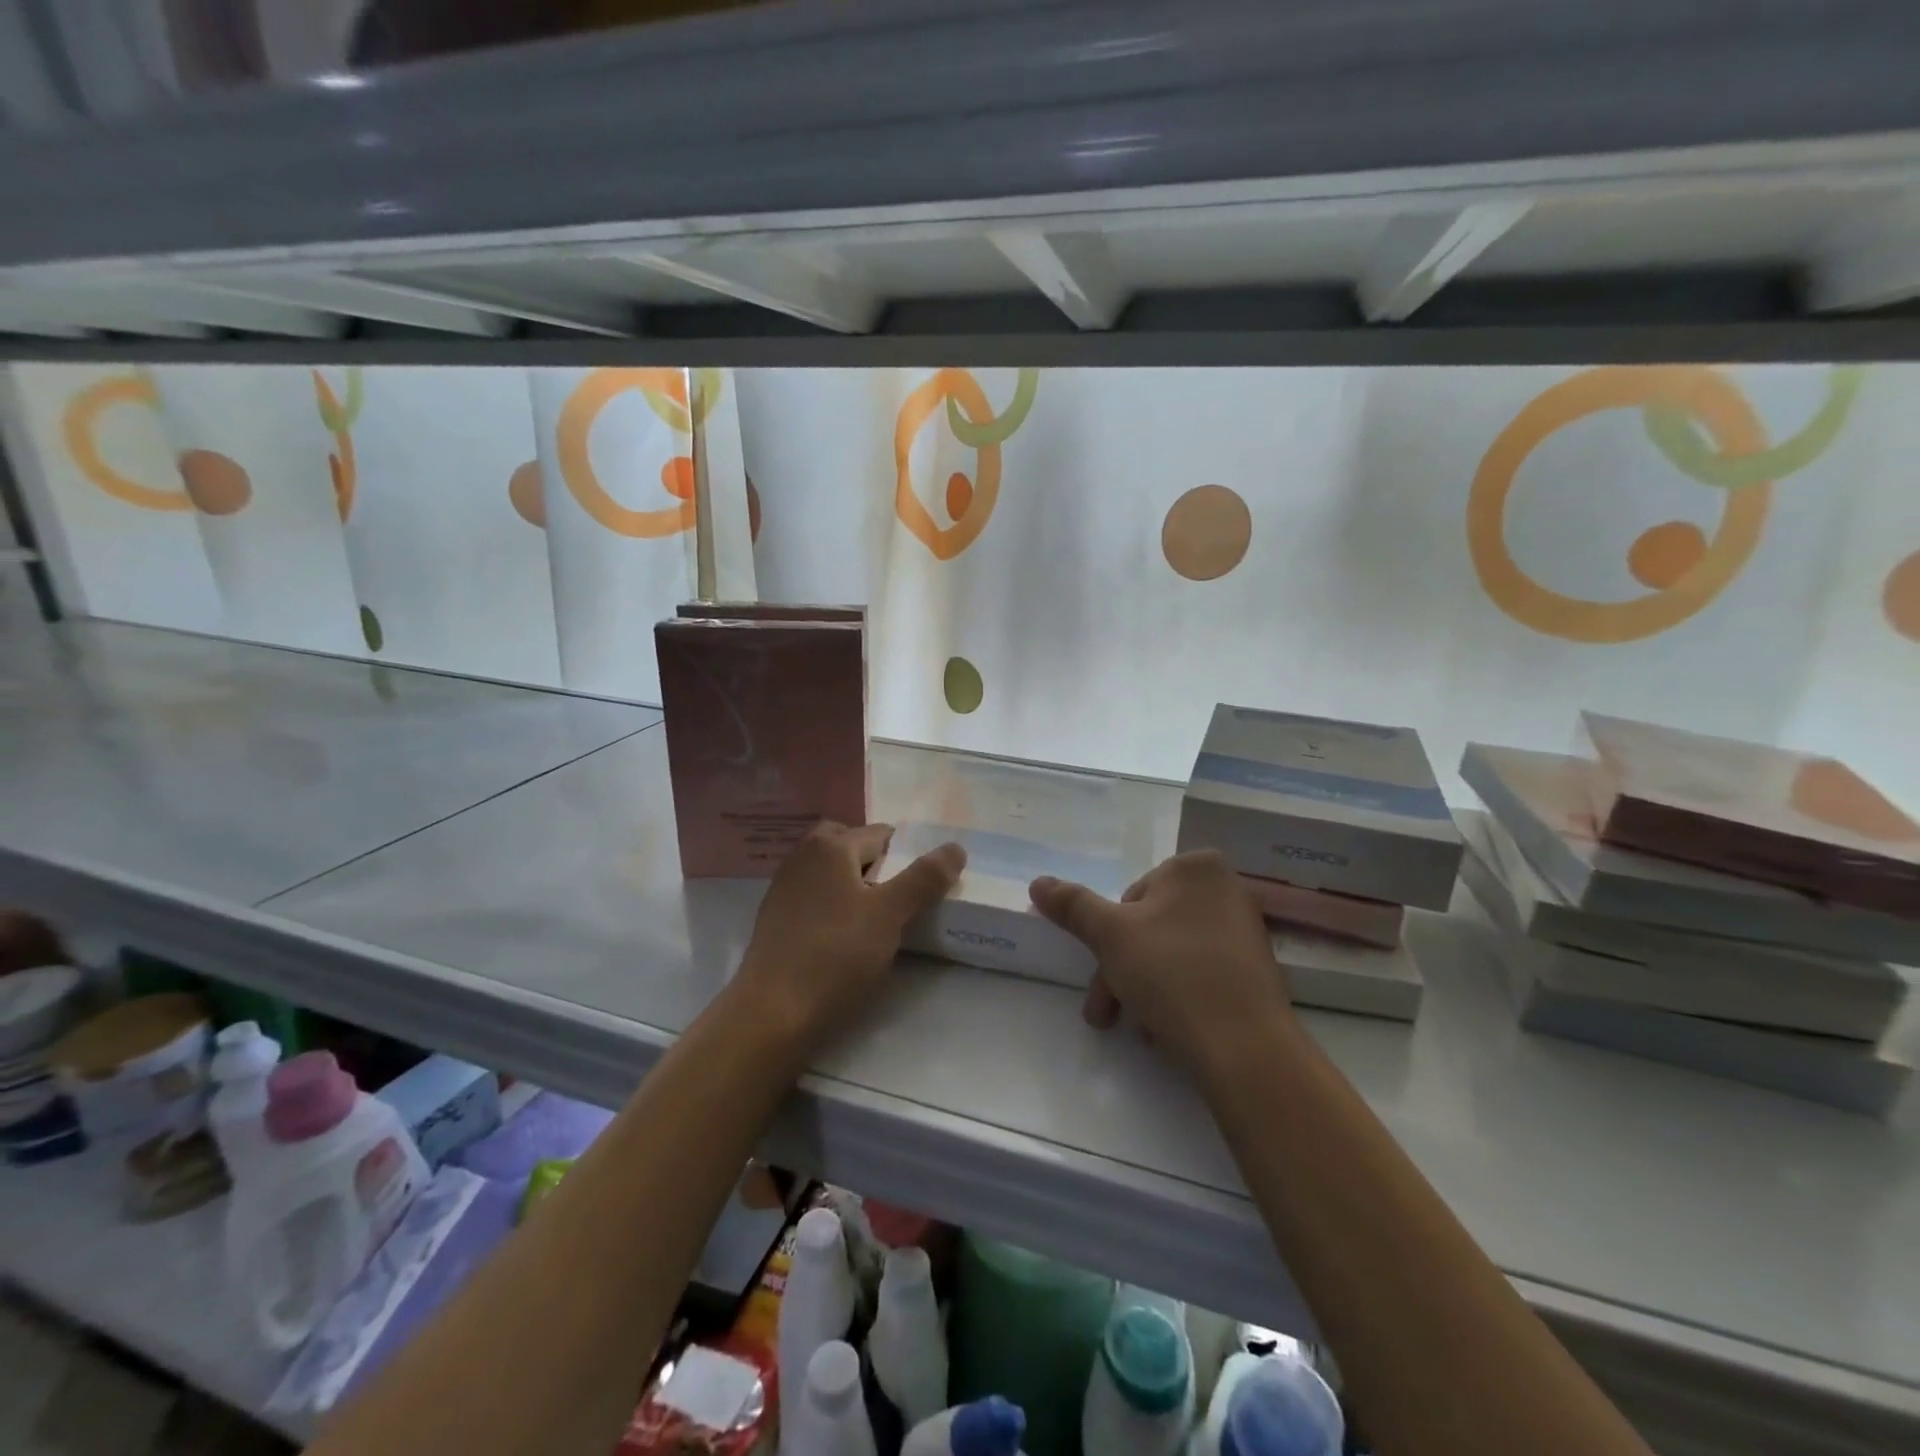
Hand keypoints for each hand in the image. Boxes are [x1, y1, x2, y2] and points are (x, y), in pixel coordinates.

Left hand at [736, 822, 963, 1048]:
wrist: (772, 1013)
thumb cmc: (836, 956)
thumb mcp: (890, 915)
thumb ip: (924, 878)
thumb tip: (956, 847)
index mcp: (831, 846)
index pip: (881, 834)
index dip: (905, 856)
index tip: (921, 887)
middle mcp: (802, 856)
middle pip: (848, 845)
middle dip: (874, 863)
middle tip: (894, 898)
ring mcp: (783, 887)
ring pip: (828, 871)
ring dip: (852, 884)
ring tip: (872, 920)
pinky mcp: (773, 918)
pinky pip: (812, 896)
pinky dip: (830, 905)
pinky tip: (841, 937)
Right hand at [1030, 850, 1293, 1076]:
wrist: (1246, 1049)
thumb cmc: (1173, 974)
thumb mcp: (1110, 935)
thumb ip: (1072, 905)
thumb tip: (1038, 882)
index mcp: (1197, 867)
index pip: (1132, 896)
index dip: (1109, 937)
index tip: (1101, 972)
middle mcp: (1227, 890)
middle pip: (1150, 927)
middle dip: (1120, 971)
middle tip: (1105, 1014)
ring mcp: (1246, 931)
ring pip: (1171, 954)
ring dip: (1143, 988)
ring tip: (1139, 1031)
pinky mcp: (1256, 972)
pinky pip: (1201, 975)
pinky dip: (1178, 997)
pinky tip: (1167, 1031)